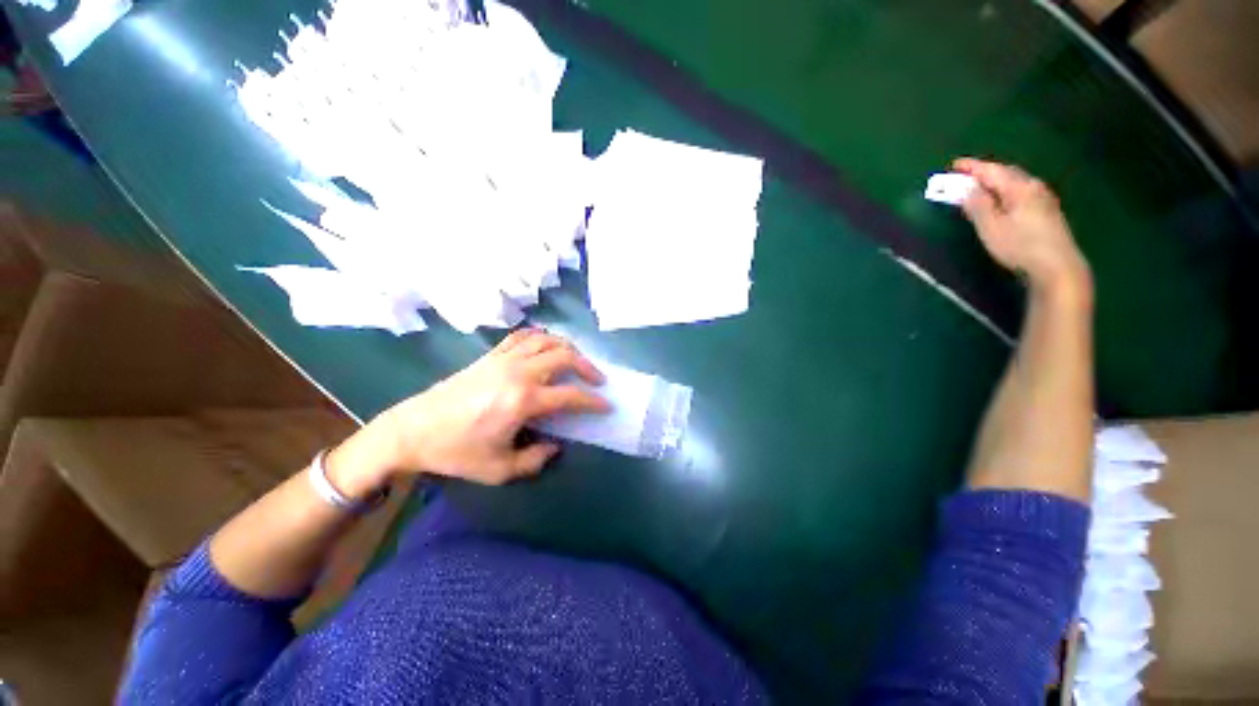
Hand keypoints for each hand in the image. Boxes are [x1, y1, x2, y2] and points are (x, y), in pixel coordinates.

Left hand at [327, 329, 608, 494]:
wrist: (412, 430)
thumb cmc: (456, 452)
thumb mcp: (499, 469)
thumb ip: (535, 460)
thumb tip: (556, 446)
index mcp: (523, 400)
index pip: (570, 395)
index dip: (593, 401)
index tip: (606, 405)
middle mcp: (518, 373)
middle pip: (564, 356)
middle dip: (587, 366)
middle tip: (597, 379)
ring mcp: (503, 359)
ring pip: (545, 340)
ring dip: (567, 347)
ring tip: (576, 360)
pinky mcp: (490, 355)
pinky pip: (521, 336)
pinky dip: (540, 337)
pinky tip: (546, 345)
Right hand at [954, 158, 1092, 302]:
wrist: (1057, 266)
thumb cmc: (1019, 246)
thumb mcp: (991, 227)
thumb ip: (978, 205)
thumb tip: (967, 189)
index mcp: (1019, 187)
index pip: (992, 171)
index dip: (972, 167)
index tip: (954, 165)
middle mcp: (1033, 187)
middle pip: (1007, 173)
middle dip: (986, 172)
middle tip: (966, 176)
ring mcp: (1044, 199)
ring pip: (1016, 183)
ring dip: (997, 182)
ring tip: (982, 187)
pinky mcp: (1047, 212)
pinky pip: (1023, 193)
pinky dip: (1007, 191)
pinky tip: (1003, 200)